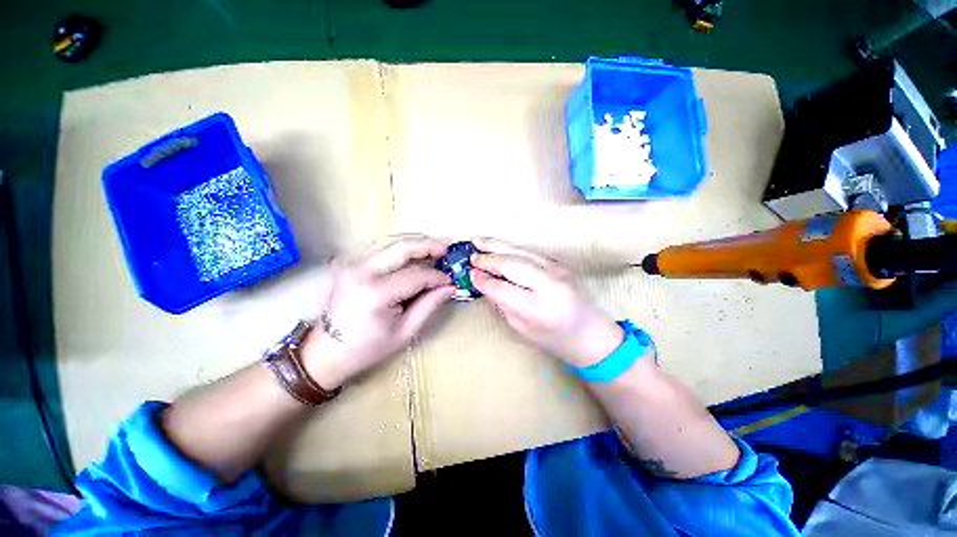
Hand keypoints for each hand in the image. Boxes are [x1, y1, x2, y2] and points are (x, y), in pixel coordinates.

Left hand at [301, 235, 453, 388]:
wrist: (326, 351)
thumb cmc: (368, 347)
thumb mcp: (405, 331)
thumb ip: (429, 305)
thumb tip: (450, 287)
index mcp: (377, 293)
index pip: (416, 275)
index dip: (437, 277)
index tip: (450, 281)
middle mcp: (362, 271)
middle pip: (402, 247)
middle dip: (428, 245)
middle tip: (447, 249)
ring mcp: (352, 264)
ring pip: (391, 241)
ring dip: (415, 242)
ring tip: (434, 249)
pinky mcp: (350, 263)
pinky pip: (380, 247)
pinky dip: (400, 247)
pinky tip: (413, 252)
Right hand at [470, 238, 623, 367]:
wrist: (592, 333)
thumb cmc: (555, 339)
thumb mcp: (522, 329)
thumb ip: (503, 304)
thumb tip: (484, 282)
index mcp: (538, 307)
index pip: (502, 288)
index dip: (484, 280)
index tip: (470, 273)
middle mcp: (549, 283)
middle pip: (512, 264)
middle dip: (489, 258)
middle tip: (471, 254)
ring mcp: (557, 270)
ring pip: (521, 252)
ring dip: (498, 245)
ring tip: (479, 241)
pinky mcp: (560, 264)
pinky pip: (531, 252)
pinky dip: (512, 248)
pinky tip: (500, 246)